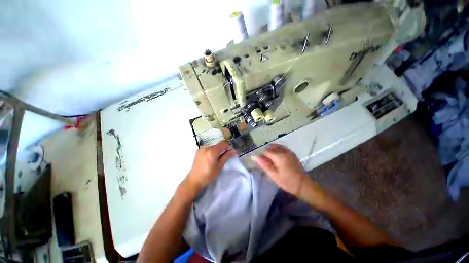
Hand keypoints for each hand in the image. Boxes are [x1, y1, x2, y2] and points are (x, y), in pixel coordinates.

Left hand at [185, 140, 235, 194]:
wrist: (194, 180)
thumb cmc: (208, 176)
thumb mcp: (219, 166)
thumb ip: (226, 156)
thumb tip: (234, 150)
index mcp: (212, 151)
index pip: (224, 143)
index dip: (229, 146)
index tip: (231, 152)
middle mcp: (206, 147)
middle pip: (218, 144)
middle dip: (223, 149)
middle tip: (224, 157)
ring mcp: (201, 148)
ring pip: (214, 146)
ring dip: (217, 150)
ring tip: (216, 159)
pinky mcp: (199, 150)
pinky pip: (208, 148)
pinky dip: (212, 151)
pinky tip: (210, 158)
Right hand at [252, 144, 316, 196]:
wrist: (304, 185)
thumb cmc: (287, 182)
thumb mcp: (273, 175)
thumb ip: (264, 164)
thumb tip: (254, 157)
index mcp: (278, 156)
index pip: (265, 150)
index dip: (260, 154)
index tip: (259, 161)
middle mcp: (283, 151)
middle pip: (270, 146)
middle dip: (265, 151)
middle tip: (264, 160)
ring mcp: (288, 151)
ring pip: (276, 145)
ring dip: (271, 149)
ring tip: (269, 158)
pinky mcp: (292, 153)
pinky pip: (282, 147)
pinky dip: (276, 149)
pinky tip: (276, 155)